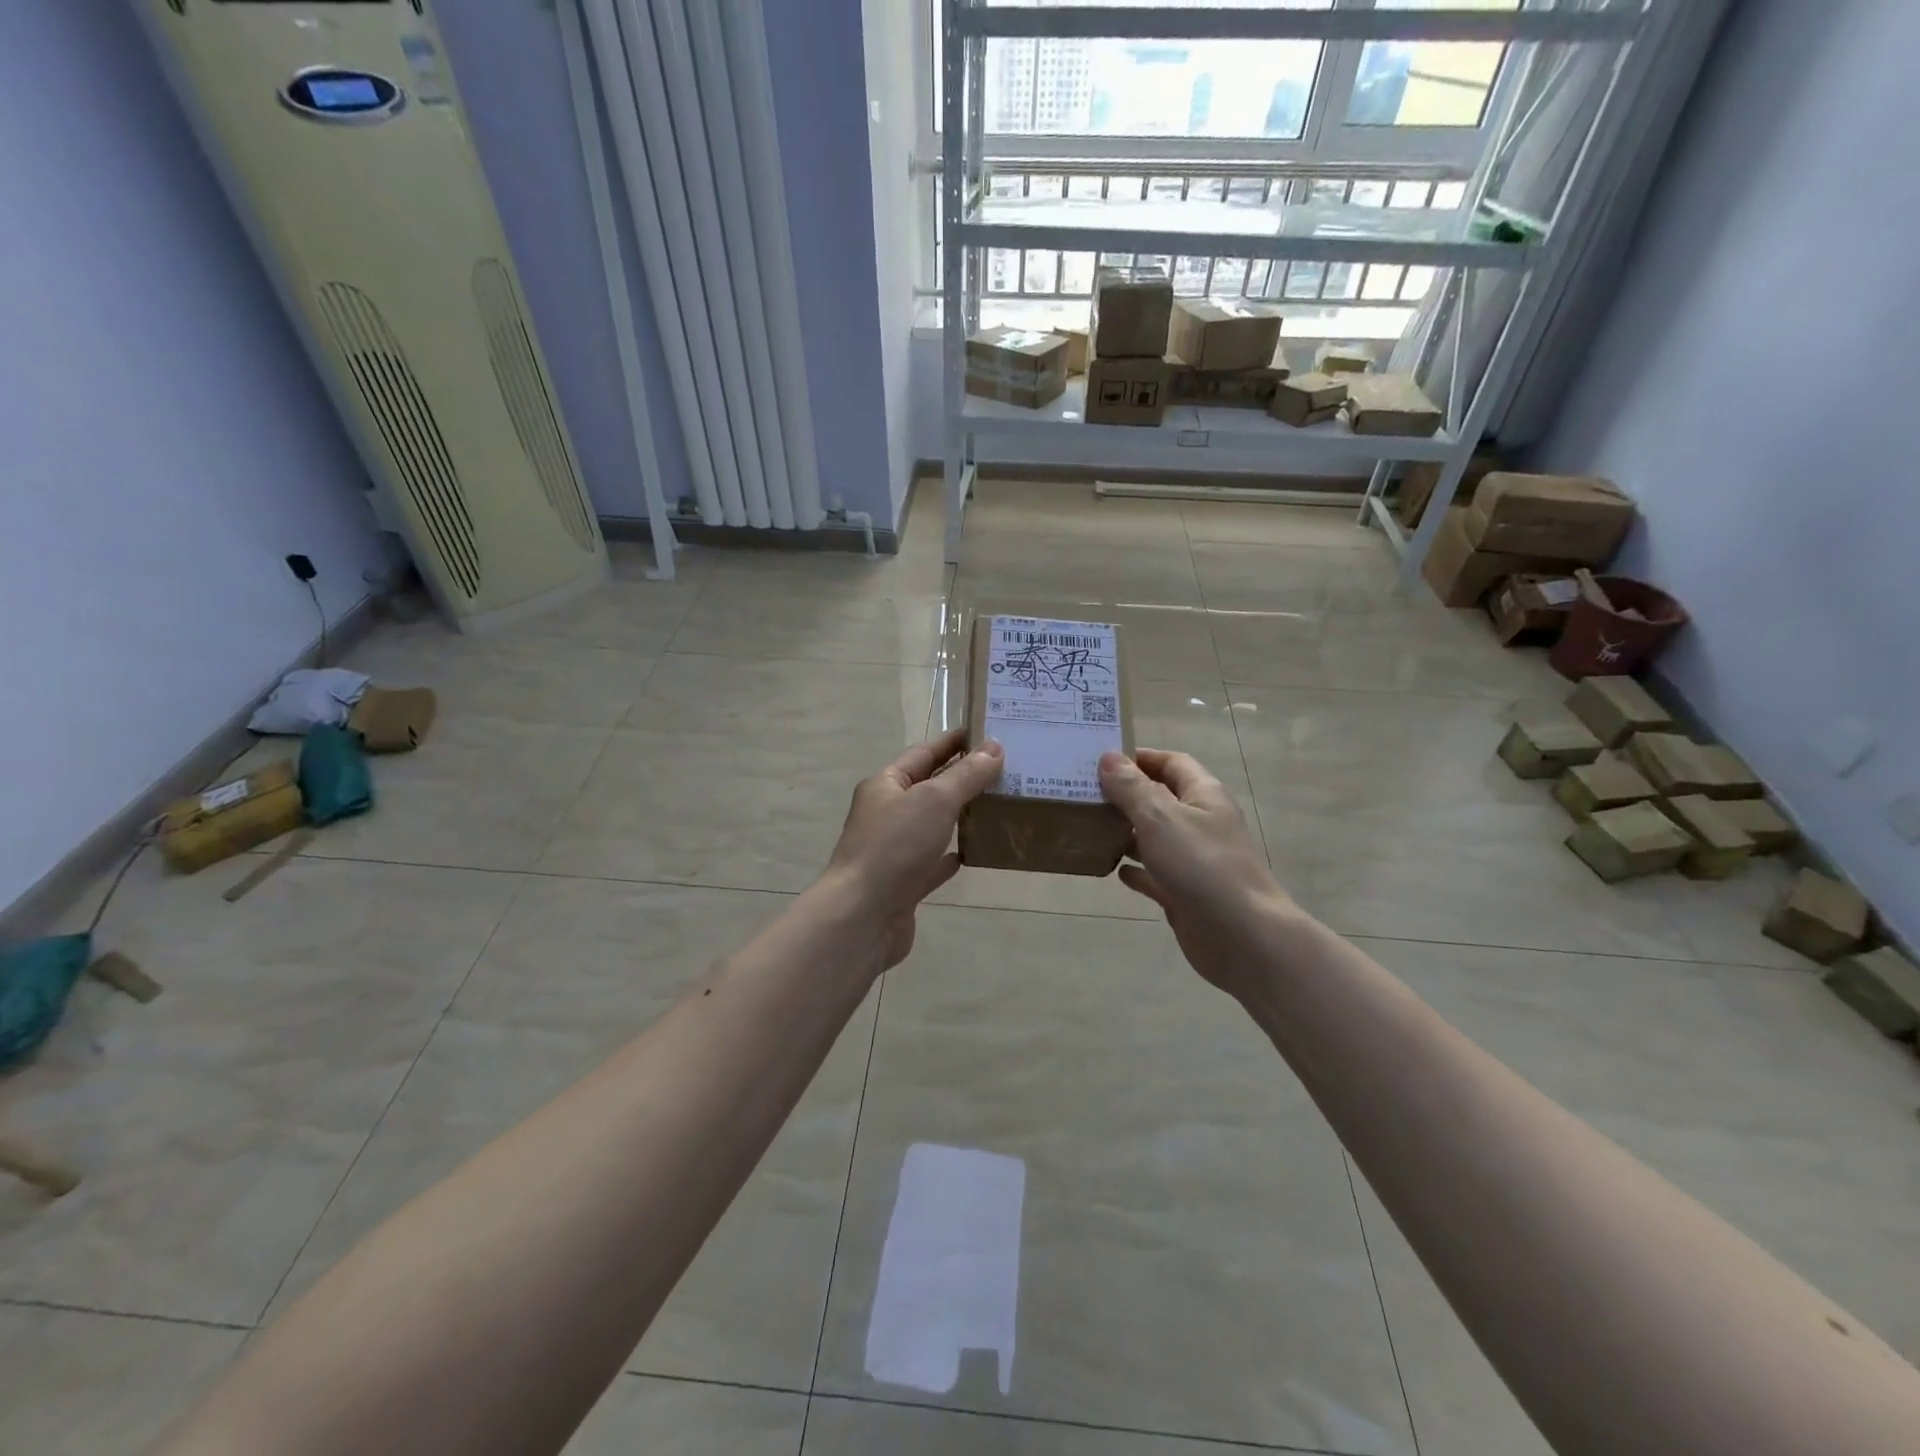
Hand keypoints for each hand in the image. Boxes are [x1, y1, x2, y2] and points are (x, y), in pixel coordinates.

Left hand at [819, 730, 1004, 968]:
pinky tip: (973, 852)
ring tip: (997, 806)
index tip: (987, 733)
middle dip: (962, 779)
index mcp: (885, 785)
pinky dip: (950, 855)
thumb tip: (994, 747)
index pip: (924, 753)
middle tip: (1005, 770)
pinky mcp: (903, 884)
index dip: (954, 742)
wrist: (863, 917)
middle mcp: (886, 813)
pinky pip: (931, 863)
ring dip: (959, 816)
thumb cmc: (895, 847)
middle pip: (928, 788)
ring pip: (931, 825)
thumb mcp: (935, 800)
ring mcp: (893, 850)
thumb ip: (966, 775)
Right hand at [1099, 748, 1298, 993]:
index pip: (1172, 762)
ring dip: (1126, 832)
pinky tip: (1112, 870)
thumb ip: (1132, 788)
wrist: (1242, 937)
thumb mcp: (1160, 818)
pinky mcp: (1185, 893)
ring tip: (1089, 827)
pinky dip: (1136, 870)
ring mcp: (1194, 860)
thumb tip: (1108, 756)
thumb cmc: (1202, 866)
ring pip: (1155, 838)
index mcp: (1203, 795)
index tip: (1102, 759)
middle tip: (1084, 793)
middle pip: (1161, 799)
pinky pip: (1155, 875)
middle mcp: (1201, 823)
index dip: (1140, 757)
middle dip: (1126, 795)